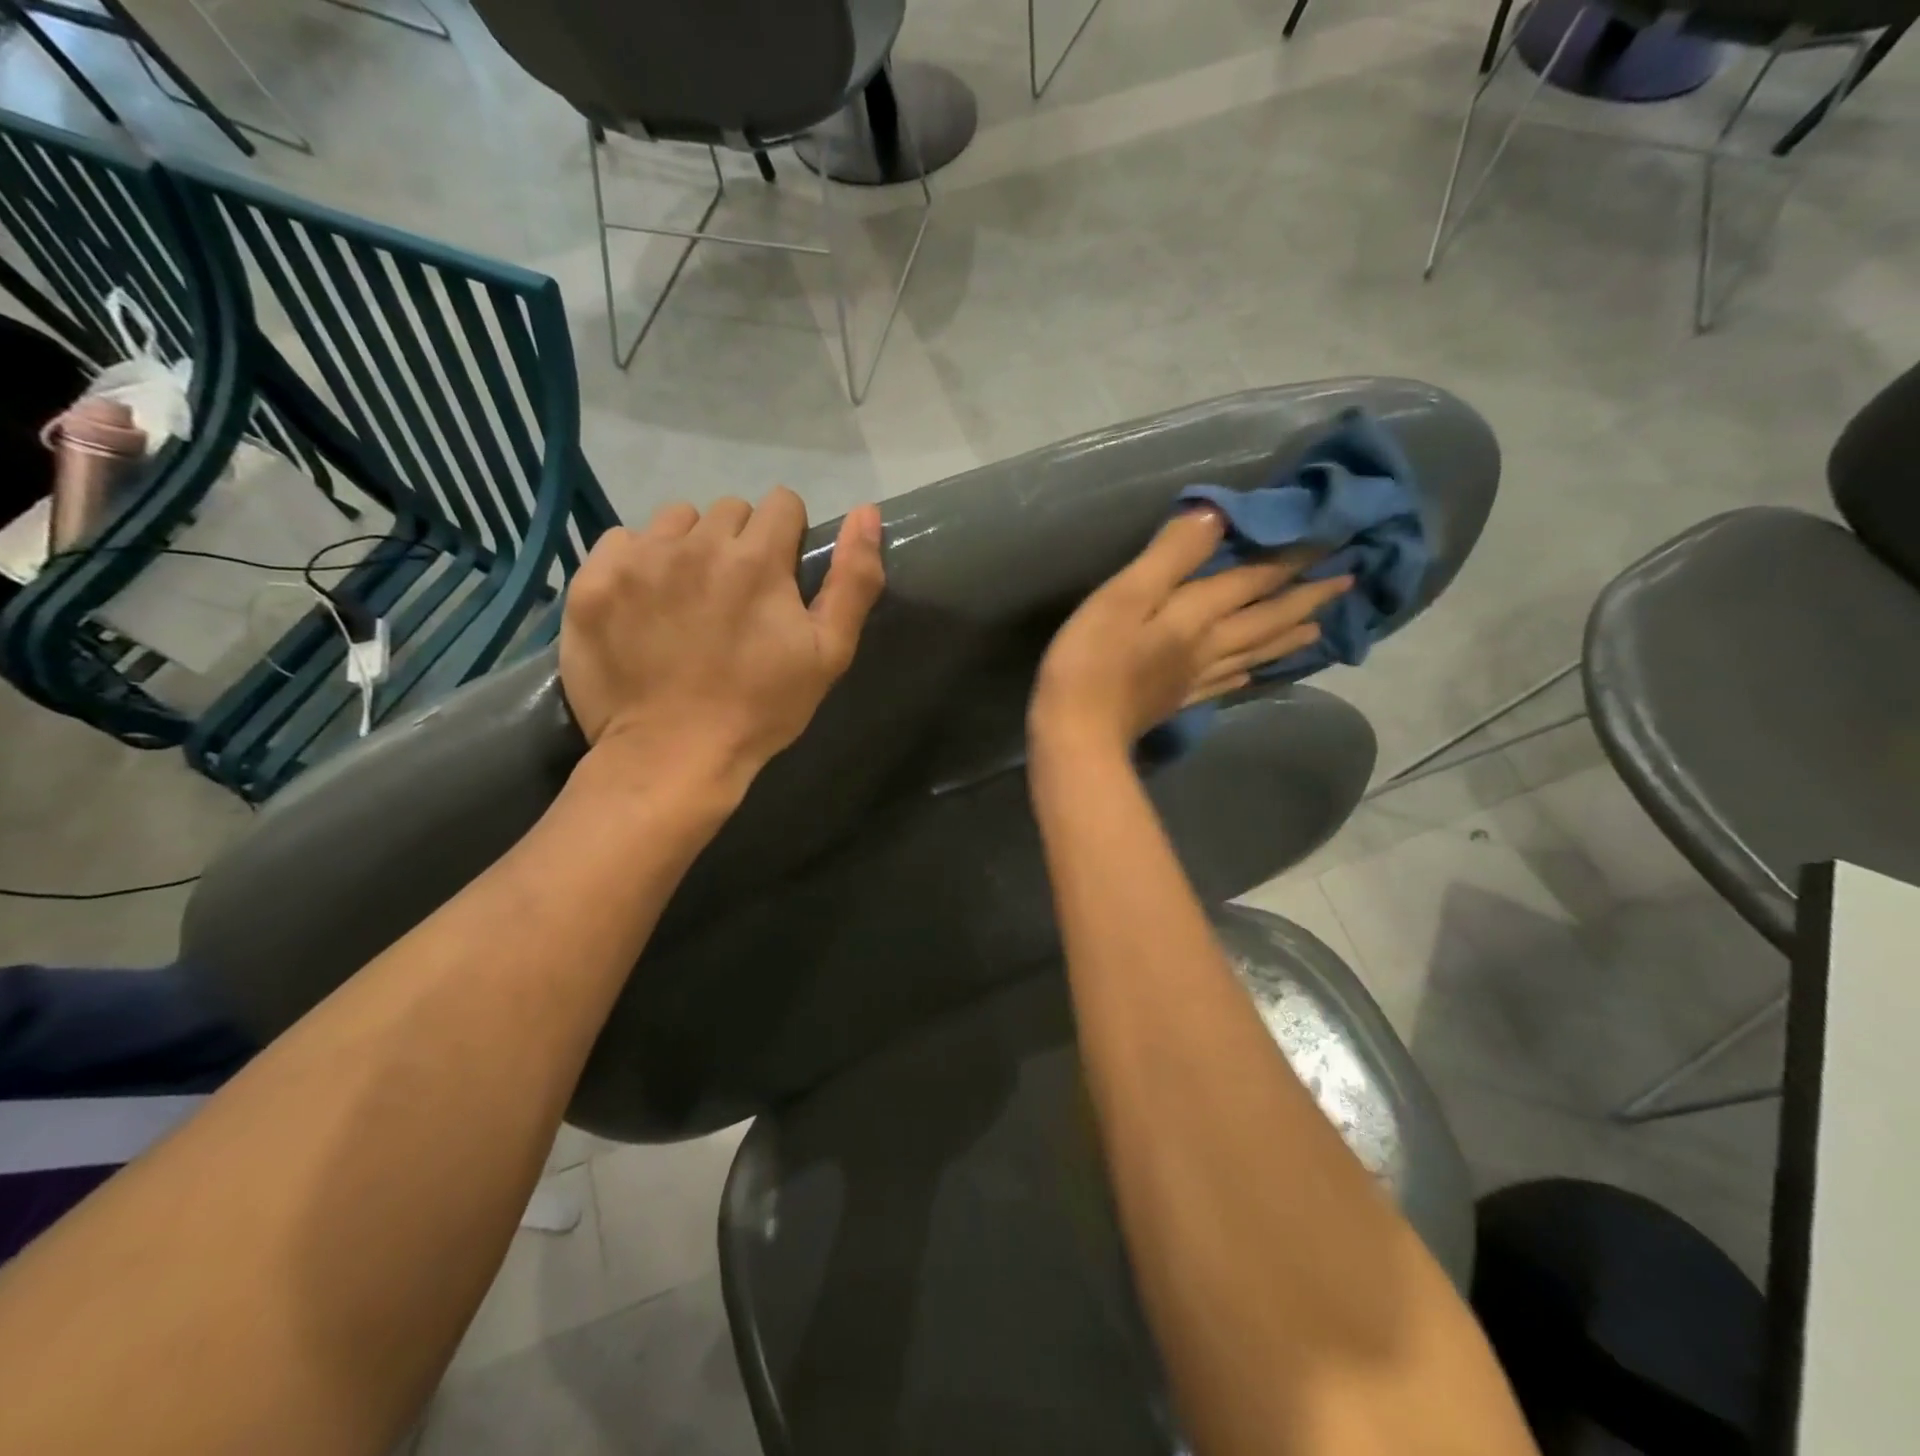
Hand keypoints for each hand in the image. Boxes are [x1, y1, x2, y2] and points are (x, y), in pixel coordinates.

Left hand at [561, 489, 884, 792]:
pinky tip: (645, 605)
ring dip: (689, 547)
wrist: (672, 755)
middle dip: (740, 543)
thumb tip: (867, 512)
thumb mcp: (829, 653)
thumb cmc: (761, 709)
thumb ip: (854, 580)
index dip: (788, 537)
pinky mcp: (595, 580)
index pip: (781, 504)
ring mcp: (639, 559)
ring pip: (675, 520)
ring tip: (688, 598)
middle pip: (729, 511)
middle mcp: (696, 543)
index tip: (781, 576)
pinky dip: (638, 563)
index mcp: (757, 559)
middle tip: (735, 598)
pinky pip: (622, 541)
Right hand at [1030, 509, 1351, 752]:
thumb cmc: (1092, 660)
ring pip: (1255, 651)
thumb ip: (1171, 555)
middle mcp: (1208, 646)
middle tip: (1346, 582)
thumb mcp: (1125, 595)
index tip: (1333, 538)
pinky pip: (1226, 683)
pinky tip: (1253, 673)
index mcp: (1198, 616)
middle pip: (1266, 618)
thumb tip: (1216, 515)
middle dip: (1306, 598)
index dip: (1291, 558)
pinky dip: (1247, 672)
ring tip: (1318, 628)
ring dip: (1288, 636)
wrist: (1077, 733)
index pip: (1254, 580)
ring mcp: (1195, 678)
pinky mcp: (1178, 700)